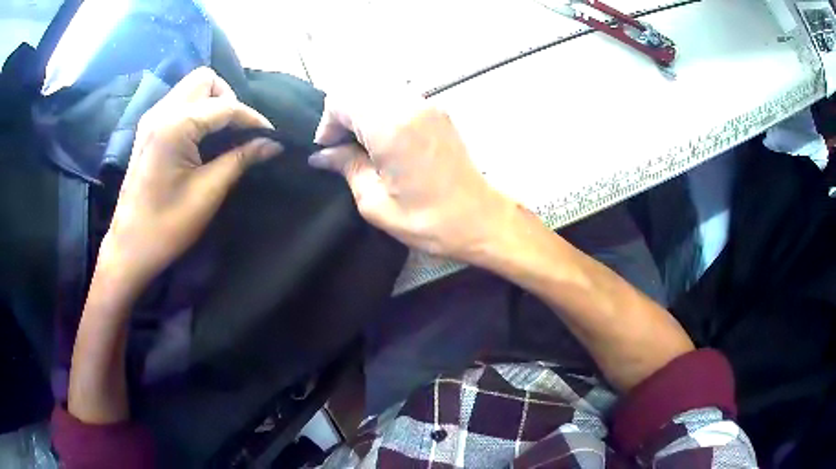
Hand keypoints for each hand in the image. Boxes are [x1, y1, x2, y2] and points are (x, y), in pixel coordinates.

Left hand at [100, 67, 281, 289]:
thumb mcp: (208, 193)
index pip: (225, 106)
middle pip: (205, 80)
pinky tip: (202, 136)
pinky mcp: (148, 129)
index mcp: (174, 126)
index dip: (252, 118)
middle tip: (238, 130)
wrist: (130, 248)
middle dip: (228, 98)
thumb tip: (273, 144)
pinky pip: (179, 102)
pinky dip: (197, 110)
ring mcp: (151, 118)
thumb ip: (241, 159)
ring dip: (212, 102)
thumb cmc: (167, 226)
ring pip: (191, 87)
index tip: (271, 136)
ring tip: (223, 133)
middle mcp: (161, 111)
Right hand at [309, 91, 513, 260]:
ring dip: (363, 110)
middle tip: (343, 147)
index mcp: (390, 127)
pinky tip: (385, 138)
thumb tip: (322, 156)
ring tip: (363, 143)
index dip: (328, 123)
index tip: (329, 150)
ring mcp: (427, 104)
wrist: (479, 218)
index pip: (341, 99)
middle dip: (343, 114)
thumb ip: (346, 168)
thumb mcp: (375, 202)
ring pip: (378, 88)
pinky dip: (382, 109)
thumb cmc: (427, 220)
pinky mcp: (438, 110)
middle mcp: (409, 105)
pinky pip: (398, 96)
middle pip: (358, 88)